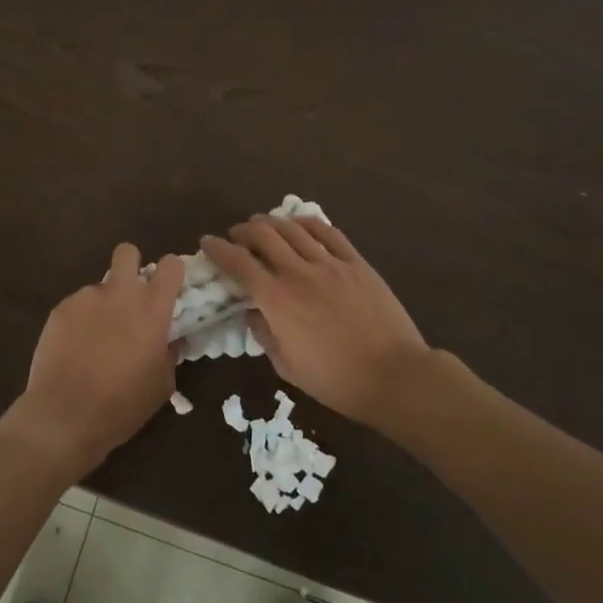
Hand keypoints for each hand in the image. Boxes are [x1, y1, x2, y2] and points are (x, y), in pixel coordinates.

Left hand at [2, 245, 185, 481]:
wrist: (65, 416)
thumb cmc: (122, 405)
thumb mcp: (161, 385)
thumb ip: (168, 353)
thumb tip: (168, 339)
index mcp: (152, 310)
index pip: (170, 266)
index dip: (171, 271)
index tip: (168, 287)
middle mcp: (120, 294)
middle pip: (127, 252)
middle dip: (131, 265)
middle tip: (130, 296)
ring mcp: (86, 298)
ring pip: (100, 286)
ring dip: (103, 304)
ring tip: (95, 339)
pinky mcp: (60, 309)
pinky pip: (77, 305)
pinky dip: (80, 320)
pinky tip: (74, 348)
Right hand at [202, 215, 443, 429]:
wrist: (395, 376)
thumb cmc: (336, 380)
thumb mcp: (287, 367)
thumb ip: (264, 334)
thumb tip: (252, 313)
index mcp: (277, 300)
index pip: (238, 263)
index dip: (218, 249)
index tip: (207, 242)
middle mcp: (298, 272)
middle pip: (263, 235)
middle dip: (243, 230)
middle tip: (236, 235)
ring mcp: (330, 263)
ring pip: (292, 228)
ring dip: (271, 222)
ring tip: (263, 224)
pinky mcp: (356, 262)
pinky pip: (328, 232)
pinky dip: (307, 222)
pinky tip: (299, 224)